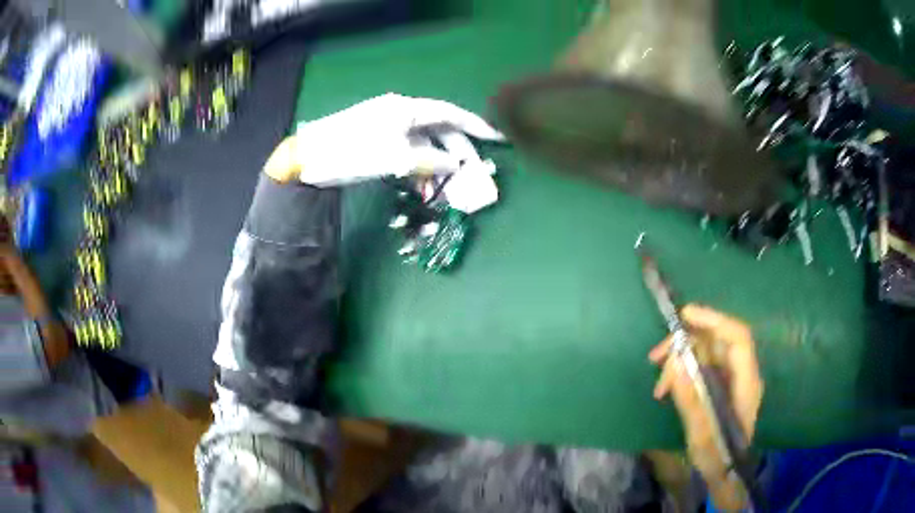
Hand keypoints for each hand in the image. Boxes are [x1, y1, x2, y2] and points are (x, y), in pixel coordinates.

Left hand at [263, 93, 503, 185]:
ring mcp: (389, 126)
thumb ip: (429, 160)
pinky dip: (419, 166)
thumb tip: (455, 165)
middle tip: (473, 173)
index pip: (449, 113)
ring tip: (450, 186)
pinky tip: (425, 185)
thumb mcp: (395, 158)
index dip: (475, 125)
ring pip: (424, 142)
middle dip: (457, 151)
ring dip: (438, 163)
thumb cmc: (353, 153)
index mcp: (406, 109)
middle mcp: (401, 113)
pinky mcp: (379, 140)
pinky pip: (408, 150)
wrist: (309, 158)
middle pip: (439, 129)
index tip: (496, 138)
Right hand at [648, 304, 763, 510]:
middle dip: (687, 343)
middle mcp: (742, 374)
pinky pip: (702, 366)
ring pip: (707, 352)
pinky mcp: (721, 385)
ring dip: (681, 359)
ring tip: (658, 383)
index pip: (737, 338)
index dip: (714, 320)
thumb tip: (674, 362)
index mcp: (746, 383)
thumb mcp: (701, 433)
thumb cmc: (717, 457)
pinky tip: (667, 388)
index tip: (685, 316)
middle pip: (718, 341)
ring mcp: (732, 379)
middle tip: (656, 356)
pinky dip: (683, 371)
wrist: (724, 474)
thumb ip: (690, 399)